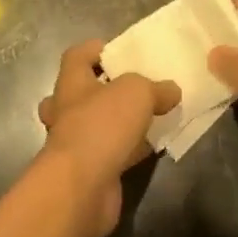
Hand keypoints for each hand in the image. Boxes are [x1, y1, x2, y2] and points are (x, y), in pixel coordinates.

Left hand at [36, 40, 179, 236]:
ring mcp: (74, 142)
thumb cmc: (101, 126)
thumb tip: (171, 90)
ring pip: (97, 123)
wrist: (82, 187)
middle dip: (106, 89)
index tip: (123, 52)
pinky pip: (111, 151)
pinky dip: (129, 148)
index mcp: (71, 82)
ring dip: (120, 121)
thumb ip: (155, 87)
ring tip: (153, 116)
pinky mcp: (88, 169)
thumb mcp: (136, 92)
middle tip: (135, 88)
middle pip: (83, 91)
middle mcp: (66, 109)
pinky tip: (154, 147)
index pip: (78, 55)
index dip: (98, 49)